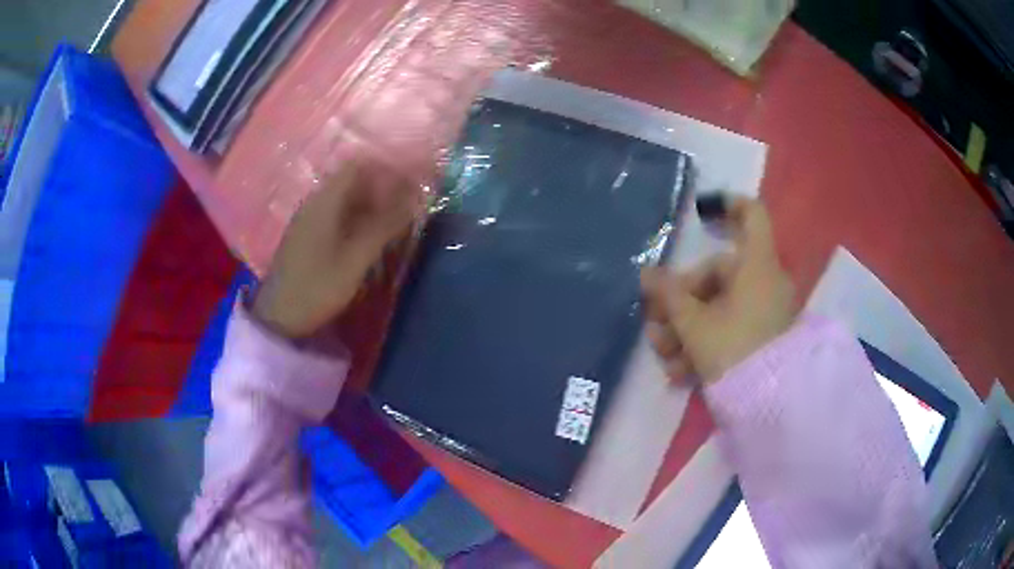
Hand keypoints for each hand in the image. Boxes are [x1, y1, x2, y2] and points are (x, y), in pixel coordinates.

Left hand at [253, 163, 418, 338]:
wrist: (279, 318)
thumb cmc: (318, 286)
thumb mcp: (356, 258)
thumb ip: (385, 226)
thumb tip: (414, 200)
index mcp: (325, 201)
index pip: (358, 166)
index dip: (385, 169)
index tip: (409, 183)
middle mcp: (315, 202)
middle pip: (352, 181)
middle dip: (382, 189)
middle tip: (407, 206)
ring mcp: (308, 219)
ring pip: (345, 200)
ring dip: (371, 206)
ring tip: (394, 223)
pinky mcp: (306, 236)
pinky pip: (336, 215)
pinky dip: (357, 220)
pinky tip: (369, 238)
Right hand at [640, 198, 796, 382]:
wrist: (769, 405)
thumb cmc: (733, 352)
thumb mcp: (694, 325)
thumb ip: (669, 296)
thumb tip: (647, 275)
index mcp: (756, 266)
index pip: (752, 215)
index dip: (727, 206)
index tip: (699, 214)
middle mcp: (764, 283)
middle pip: (717, 275)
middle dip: (681, 302)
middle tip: (655, 326)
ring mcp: (764, 312)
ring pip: (718, 308)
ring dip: (686, 330)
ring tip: (664, 357)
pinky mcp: (762, 338)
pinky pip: (729, 329)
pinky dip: (704, 344)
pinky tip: (680, 372)